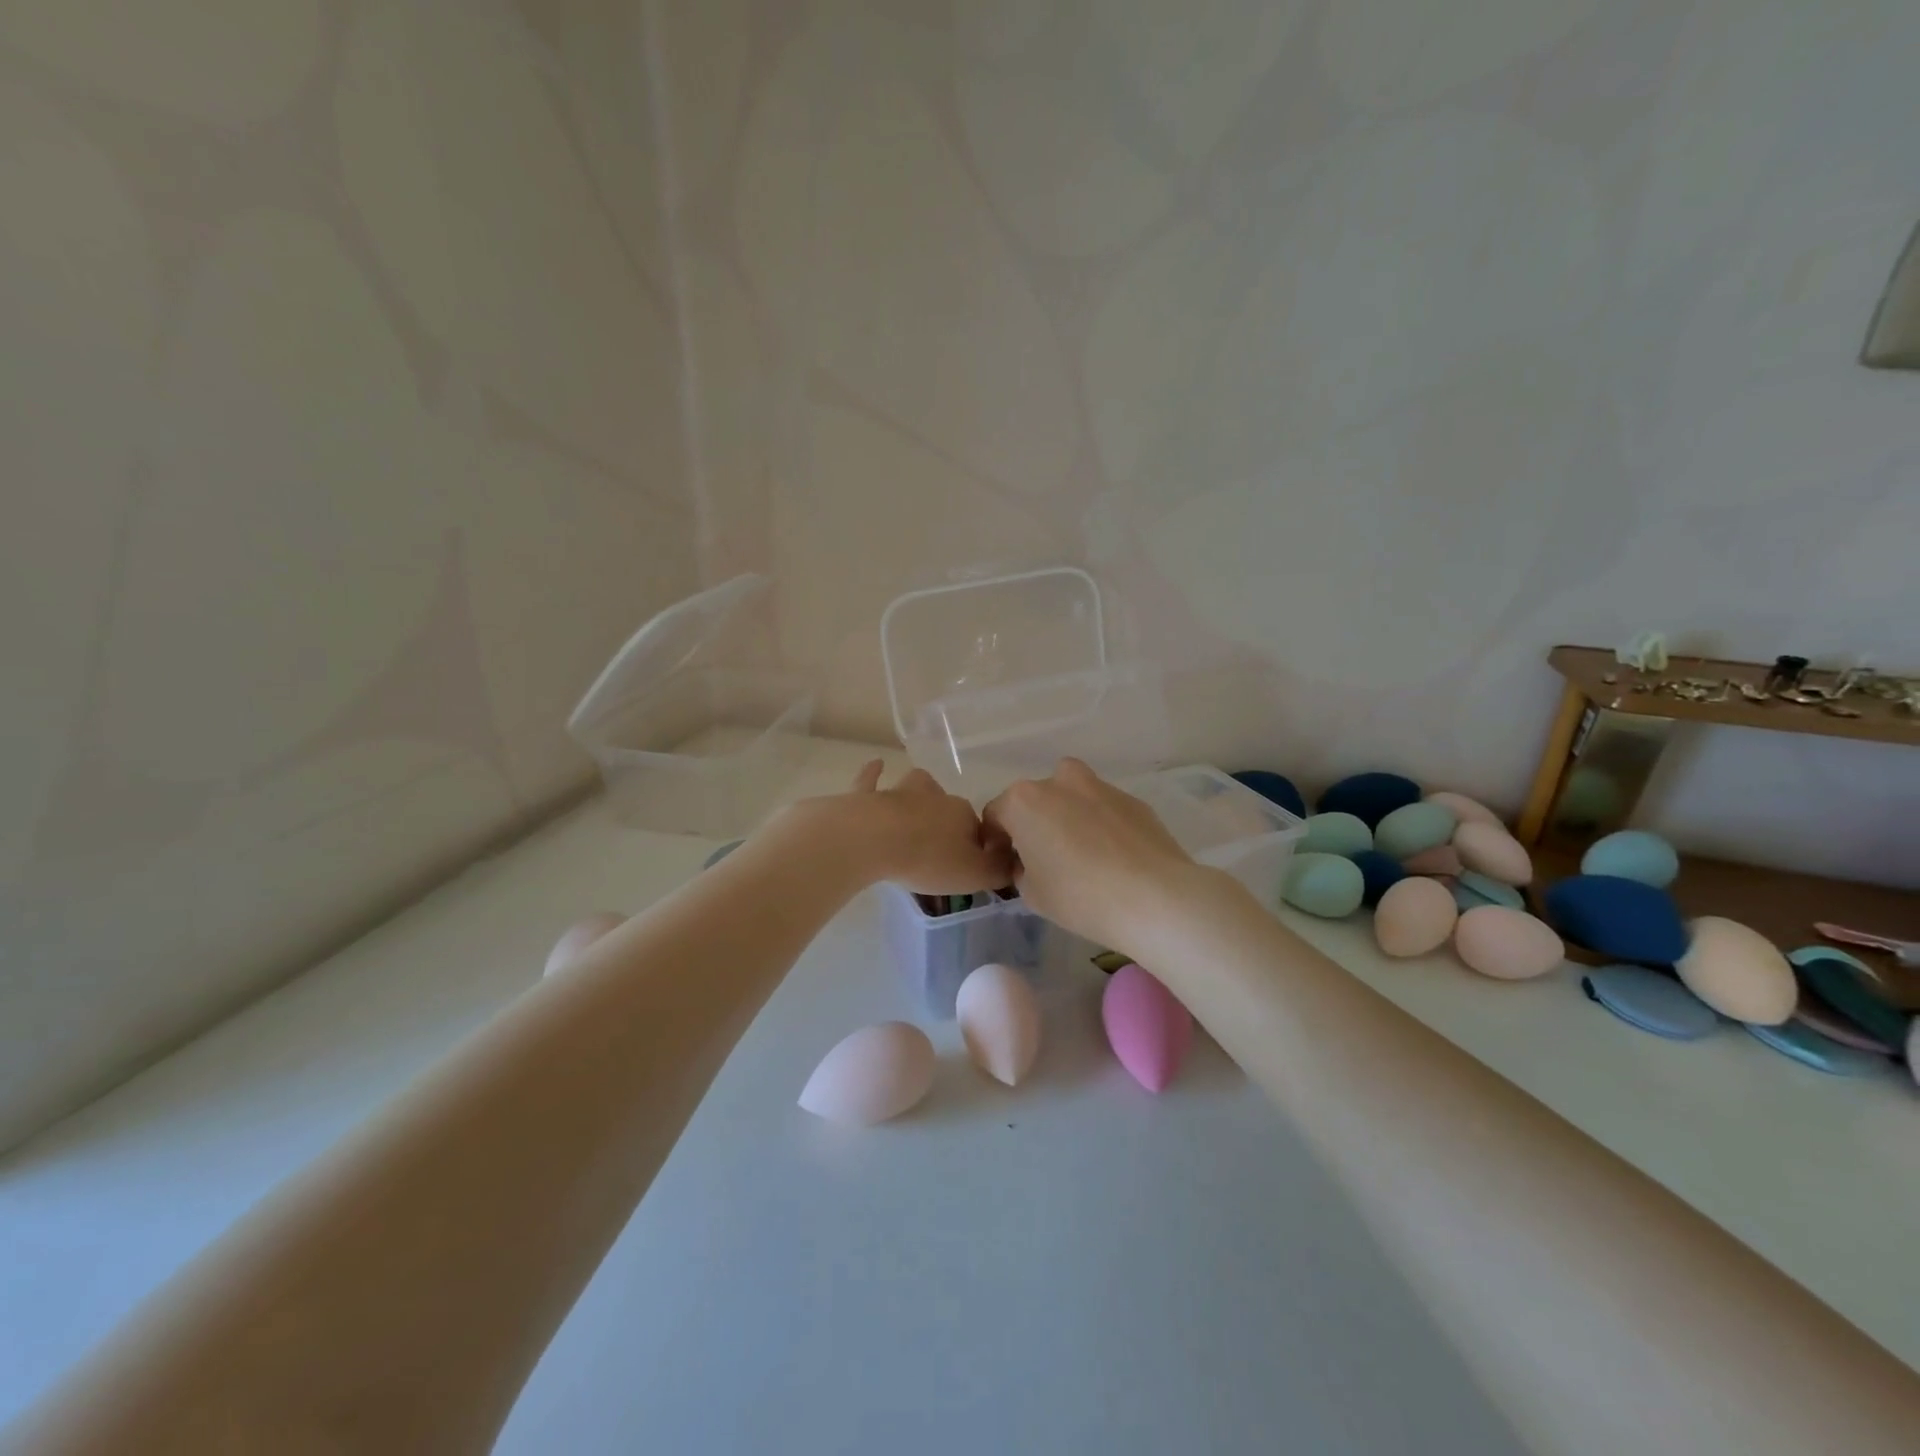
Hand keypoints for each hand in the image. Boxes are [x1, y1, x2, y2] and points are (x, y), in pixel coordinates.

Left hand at [831, 760, 1015, 894]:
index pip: (978, 828)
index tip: (968, 866)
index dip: (976, 846)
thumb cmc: (927, 859)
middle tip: (940, 850)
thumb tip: (1014, 863)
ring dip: (918, 796)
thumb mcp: (974, 874)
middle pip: (949, 807)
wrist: (873, 840)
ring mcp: (899, 792)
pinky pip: (871, 780)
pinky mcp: (867, 796)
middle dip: (948, 823)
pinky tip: (877, 764)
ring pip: (916, 787)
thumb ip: (998, 870)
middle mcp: (935, 796)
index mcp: (963, 813)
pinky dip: (874, 773)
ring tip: (915, 811)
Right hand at [982, 759, 1203, 951]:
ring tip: (1081, 854)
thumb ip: (1021, 869)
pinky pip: (1103, 809)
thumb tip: (1029, 860)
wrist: (1154, 897)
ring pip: (1071, 796)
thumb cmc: (1079, 896)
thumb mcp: (1031, 894)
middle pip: (1034, 800)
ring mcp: (1099, 786)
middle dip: (1033, 824)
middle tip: (1044, 859)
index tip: (1007, 866)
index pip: (995, 815)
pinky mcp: (1132, 800)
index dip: (996, 842)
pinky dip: (1101, 824)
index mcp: (1024, 801)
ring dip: (1068, 816)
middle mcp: (1058, 782)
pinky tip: (1113, 857)